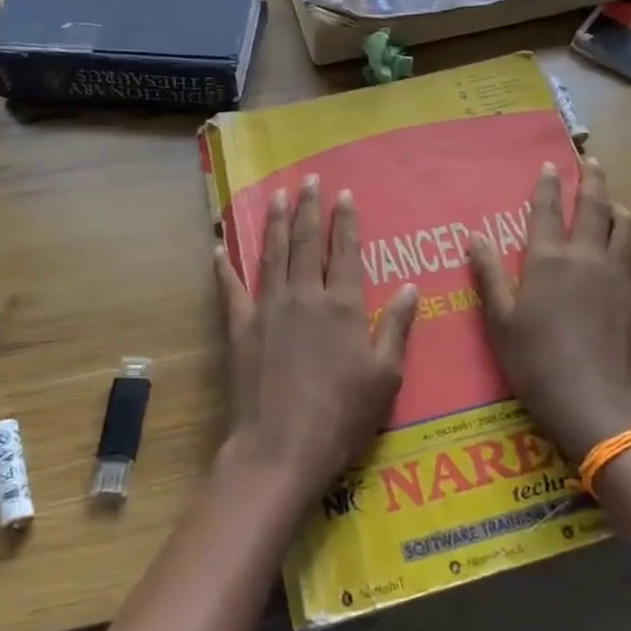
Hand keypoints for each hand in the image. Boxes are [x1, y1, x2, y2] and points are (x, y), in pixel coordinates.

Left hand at [215, 178, 418, 502]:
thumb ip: (397, 328)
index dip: (345, 221)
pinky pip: (231, 289)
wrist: (279, 449)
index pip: (346, 252)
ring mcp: (268, 309)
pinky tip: (220, 247)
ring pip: (272, 254)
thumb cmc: (341, 417)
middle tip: (310, 181)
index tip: (344, 195)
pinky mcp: (240, 328)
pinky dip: (225, 266)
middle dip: (310, 209)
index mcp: (343, 306)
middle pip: (307, 242)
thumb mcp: (385, 378)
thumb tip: (409, 286)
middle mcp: (305, 296)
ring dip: (276, 223)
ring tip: (277, 196)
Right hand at [469, 159, 630, 461]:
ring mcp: (623, 277)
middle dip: (593, 179)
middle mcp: (590, 257)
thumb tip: (474, 237)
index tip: (551, 165)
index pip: (548, 210)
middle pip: (596, 206)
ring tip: (615, 203)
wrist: (596, 404)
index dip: (548, 185)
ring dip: (621, 208)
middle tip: (590, 161)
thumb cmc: (537, 364)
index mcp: (550, 260)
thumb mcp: (500, 321)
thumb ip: (489, 275)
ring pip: (630, 227)